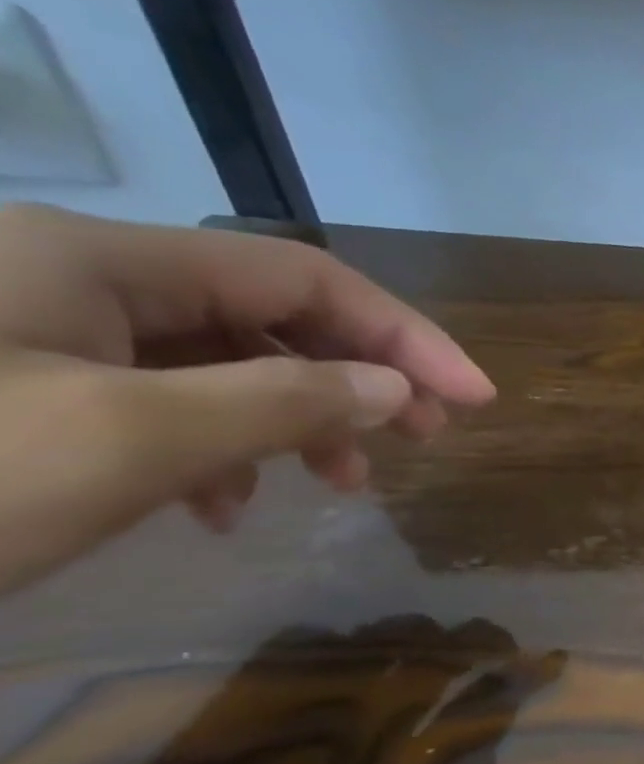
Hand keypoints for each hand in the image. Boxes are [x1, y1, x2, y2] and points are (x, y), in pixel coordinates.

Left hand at [0, 204, 494, 591]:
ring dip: (296, 420)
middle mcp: (68, 278)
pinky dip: (217, 447)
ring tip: (336, 486)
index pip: (305, 278)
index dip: (407, 336)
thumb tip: (398, 389)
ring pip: (218, 363)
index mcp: (95, 261)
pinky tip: (222, 502)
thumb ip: (288, 401)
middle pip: (267, 316)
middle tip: (426, 441)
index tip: (477, 399)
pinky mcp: (15, 391)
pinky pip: (156, 400)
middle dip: (359, 378)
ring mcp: (32, 335)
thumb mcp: (133, 440)